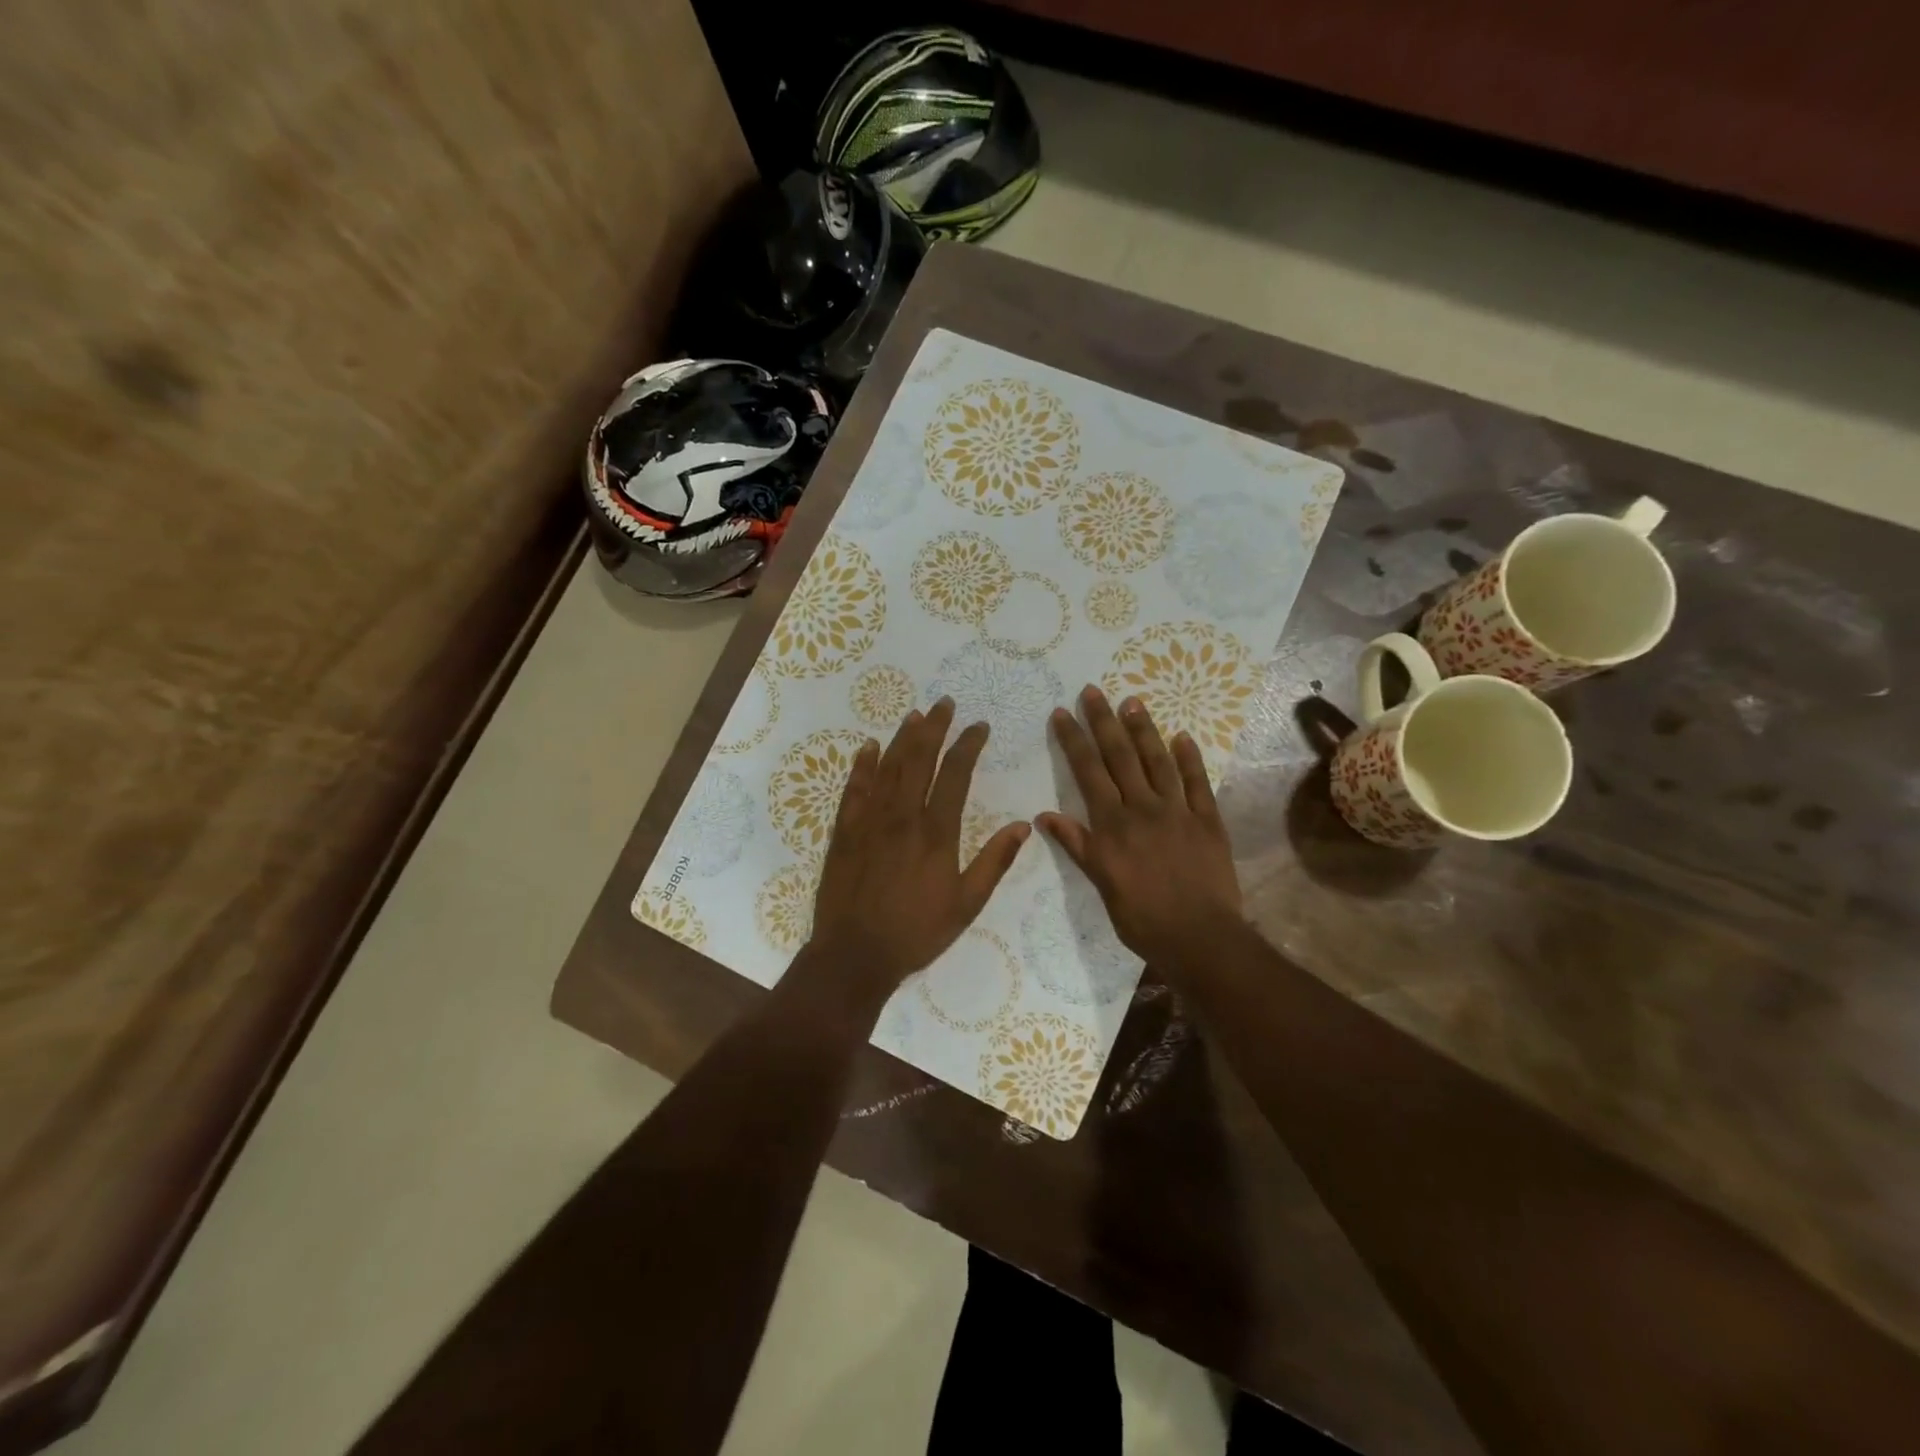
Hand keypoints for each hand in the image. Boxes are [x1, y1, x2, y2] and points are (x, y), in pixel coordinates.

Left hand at [809, 697, 1029, 998]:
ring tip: (915, 716)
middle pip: (920, 759)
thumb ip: (994, 862)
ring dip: (902, 738)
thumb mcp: (967, 904)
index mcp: (936, 832)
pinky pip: (854, 788)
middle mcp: (902, 816)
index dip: (968, 745)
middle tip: (944, 703)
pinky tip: (869, 747)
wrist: (855, 953)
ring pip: (888, 767)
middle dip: (934, 728)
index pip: (956, 774)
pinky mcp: (844, 831)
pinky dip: (863, 765)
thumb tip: (1023, 826)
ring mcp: (870, 820)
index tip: (979, 726)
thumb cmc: (917, 931)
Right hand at [1039, 686, 1243, 967]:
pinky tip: (1182, 737)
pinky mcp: (1208, 820)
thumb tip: (1044, 816)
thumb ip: (1078, 845)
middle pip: (1121, 756)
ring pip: (1158, 761)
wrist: (1199, 937)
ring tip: (1132, 702)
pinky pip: (1197, 783)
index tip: (1063, 713)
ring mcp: (1178, 811)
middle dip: (1104, 722)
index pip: (1089, 772)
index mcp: (1113, 825)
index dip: (1075, 740)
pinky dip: (1189, 759)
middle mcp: (1143, 808)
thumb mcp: (1101, 884)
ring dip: (1144, 730)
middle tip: (1093, 691)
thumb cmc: (1142, 917)